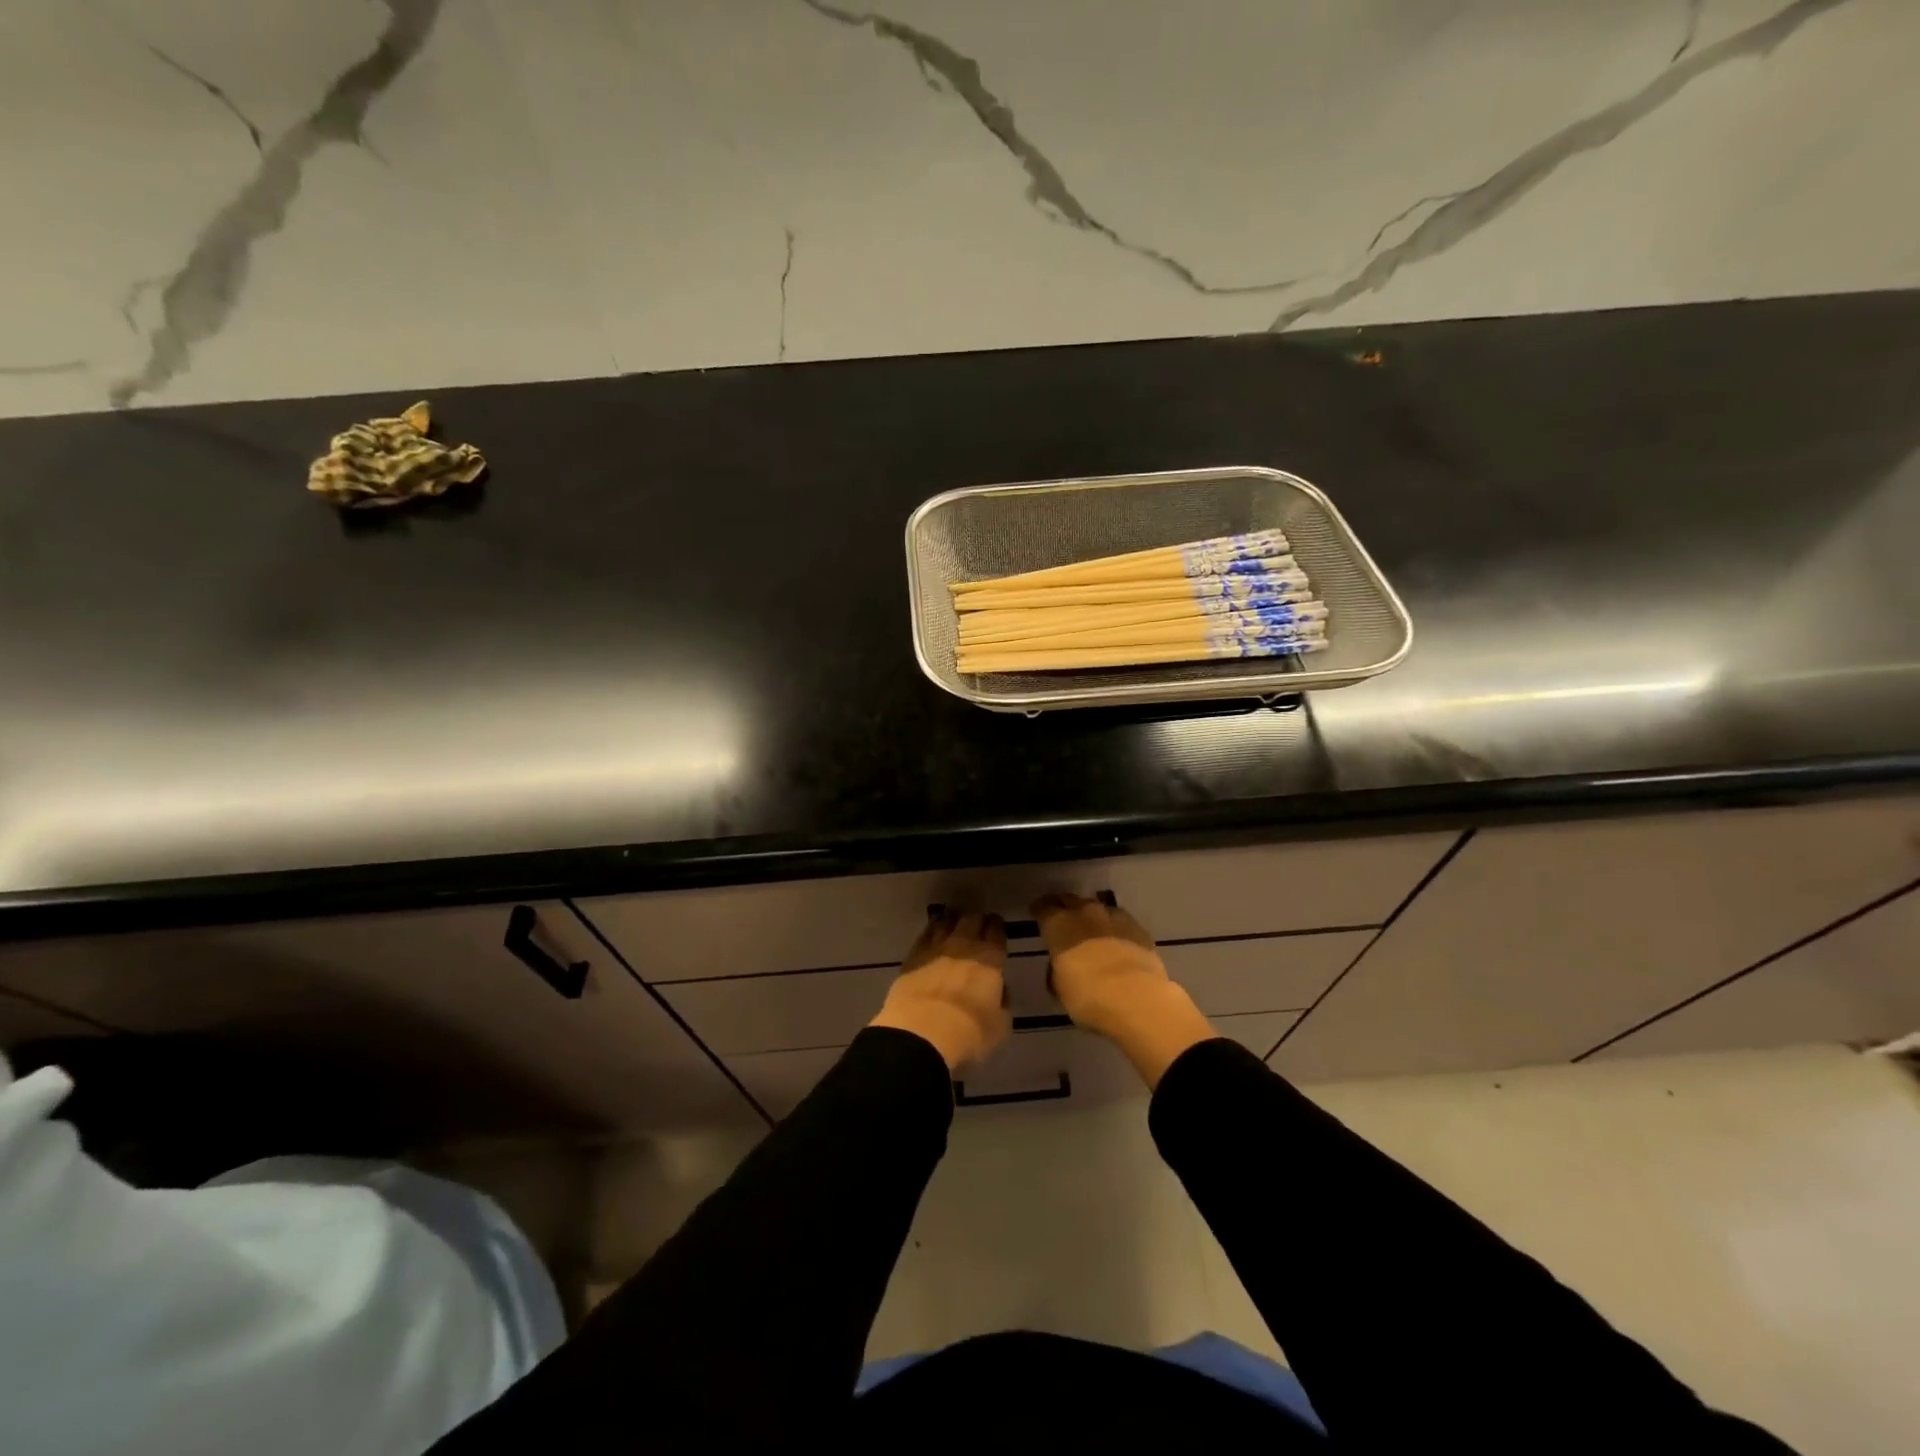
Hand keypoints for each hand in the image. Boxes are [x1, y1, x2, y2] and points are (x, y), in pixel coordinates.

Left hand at [868, 911, 1010, 1072]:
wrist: (922, 1033)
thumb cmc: (969, 1033)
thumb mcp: (1000, 1025)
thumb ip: (1002, 1002)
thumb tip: (999, 990)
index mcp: (989, 959)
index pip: (996, 931)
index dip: (997, 926)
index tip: (996, 926)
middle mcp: (964, 946)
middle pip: (971, 920)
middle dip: (976, 919)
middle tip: (977, 923)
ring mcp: (935, 948)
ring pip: (946, 922)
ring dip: (952, 921)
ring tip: (954, 923)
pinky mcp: (913, 956)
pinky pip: (925, 935)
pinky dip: (932, 930)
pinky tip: (932, 933)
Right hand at [1032, 893, 1215, 1088]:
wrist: (1137, 999)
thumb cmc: (1088, 996)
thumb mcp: (1059, 988)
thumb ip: (1056, 969)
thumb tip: (1061, 965)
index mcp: (1059, 924)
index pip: (1043, 906)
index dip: (1039, 911)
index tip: (1037, 915)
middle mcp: (1085, 912)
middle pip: (1070, 900)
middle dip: (1065, 908)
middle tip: (1062, 920)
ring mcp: (1115, 917)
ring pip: (1098, 908)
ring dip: (1092, 918)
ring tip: (1091, 932)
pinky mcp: (1139, 929)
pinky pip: (1121, 923)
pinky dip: (1115, 930)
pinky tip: (1116, 943)